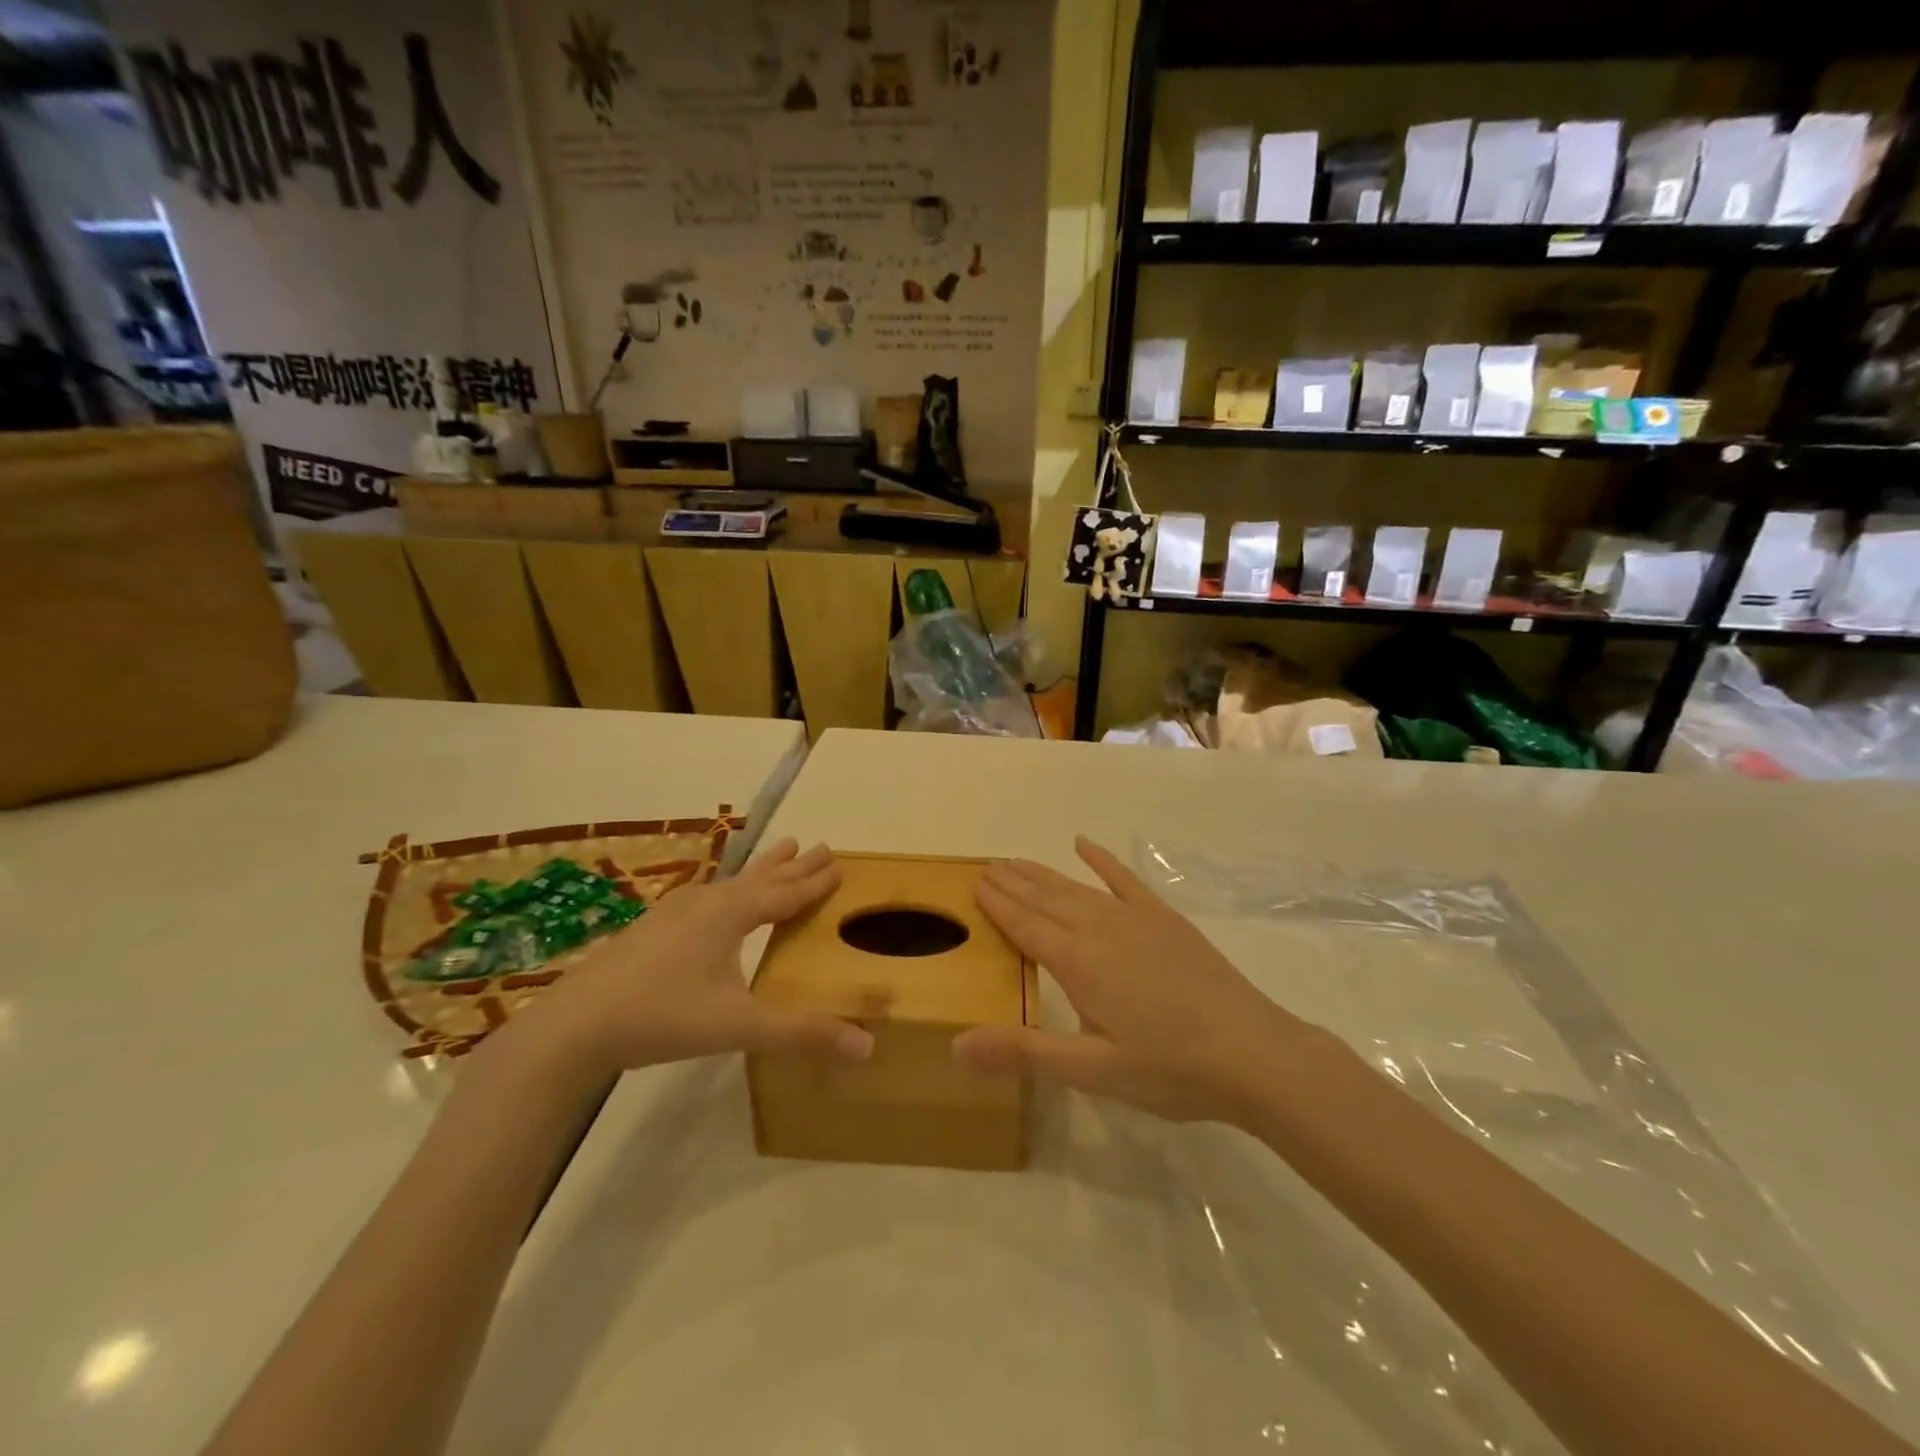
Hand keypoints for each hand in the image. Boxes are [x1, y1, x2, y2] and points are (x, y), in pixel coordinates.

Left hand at [537, 840, 873, 1075]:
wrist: (574, 1024)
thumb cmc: (663, 1017)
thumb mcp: (739, 1027)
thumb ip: (801, 1034)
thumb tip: (867, 1046)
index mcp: (731, 916)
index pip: (785, 893)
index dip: (814, 881)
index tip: (839, 862)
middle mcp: (707, 903)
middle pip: (761, 878)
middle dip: (794, 864)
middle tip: (821, 844)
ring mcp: (675, 912)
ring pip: (731, 882)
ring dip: (762, 868)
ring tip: (782, 848)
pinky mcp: (652, 927)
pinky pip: (707, 895)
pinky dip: (729, 888)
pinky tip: (715, 897)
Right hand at [953, 837, 1312, 1124]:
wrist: (1252, 1053)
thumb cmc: (1168, 1068)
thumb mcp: (1092, 1071)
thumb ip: (1024, 1052)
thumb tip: (956, 1045)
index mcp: (1077, 963)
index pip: (1025, 925)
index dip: (997, 905)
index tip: (974, 883)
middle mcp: (1100, 928)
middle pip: (1046, 899)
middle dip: (1013, 883)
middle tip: (986, 867)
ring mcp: (1135, 918)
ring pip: (1076, 887)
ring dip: (1043, 873)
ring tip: (1016, 861)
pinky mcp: (1165, 919)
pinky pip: (1124, 879)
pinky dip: (1101, 860)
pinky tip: (1084, 844)